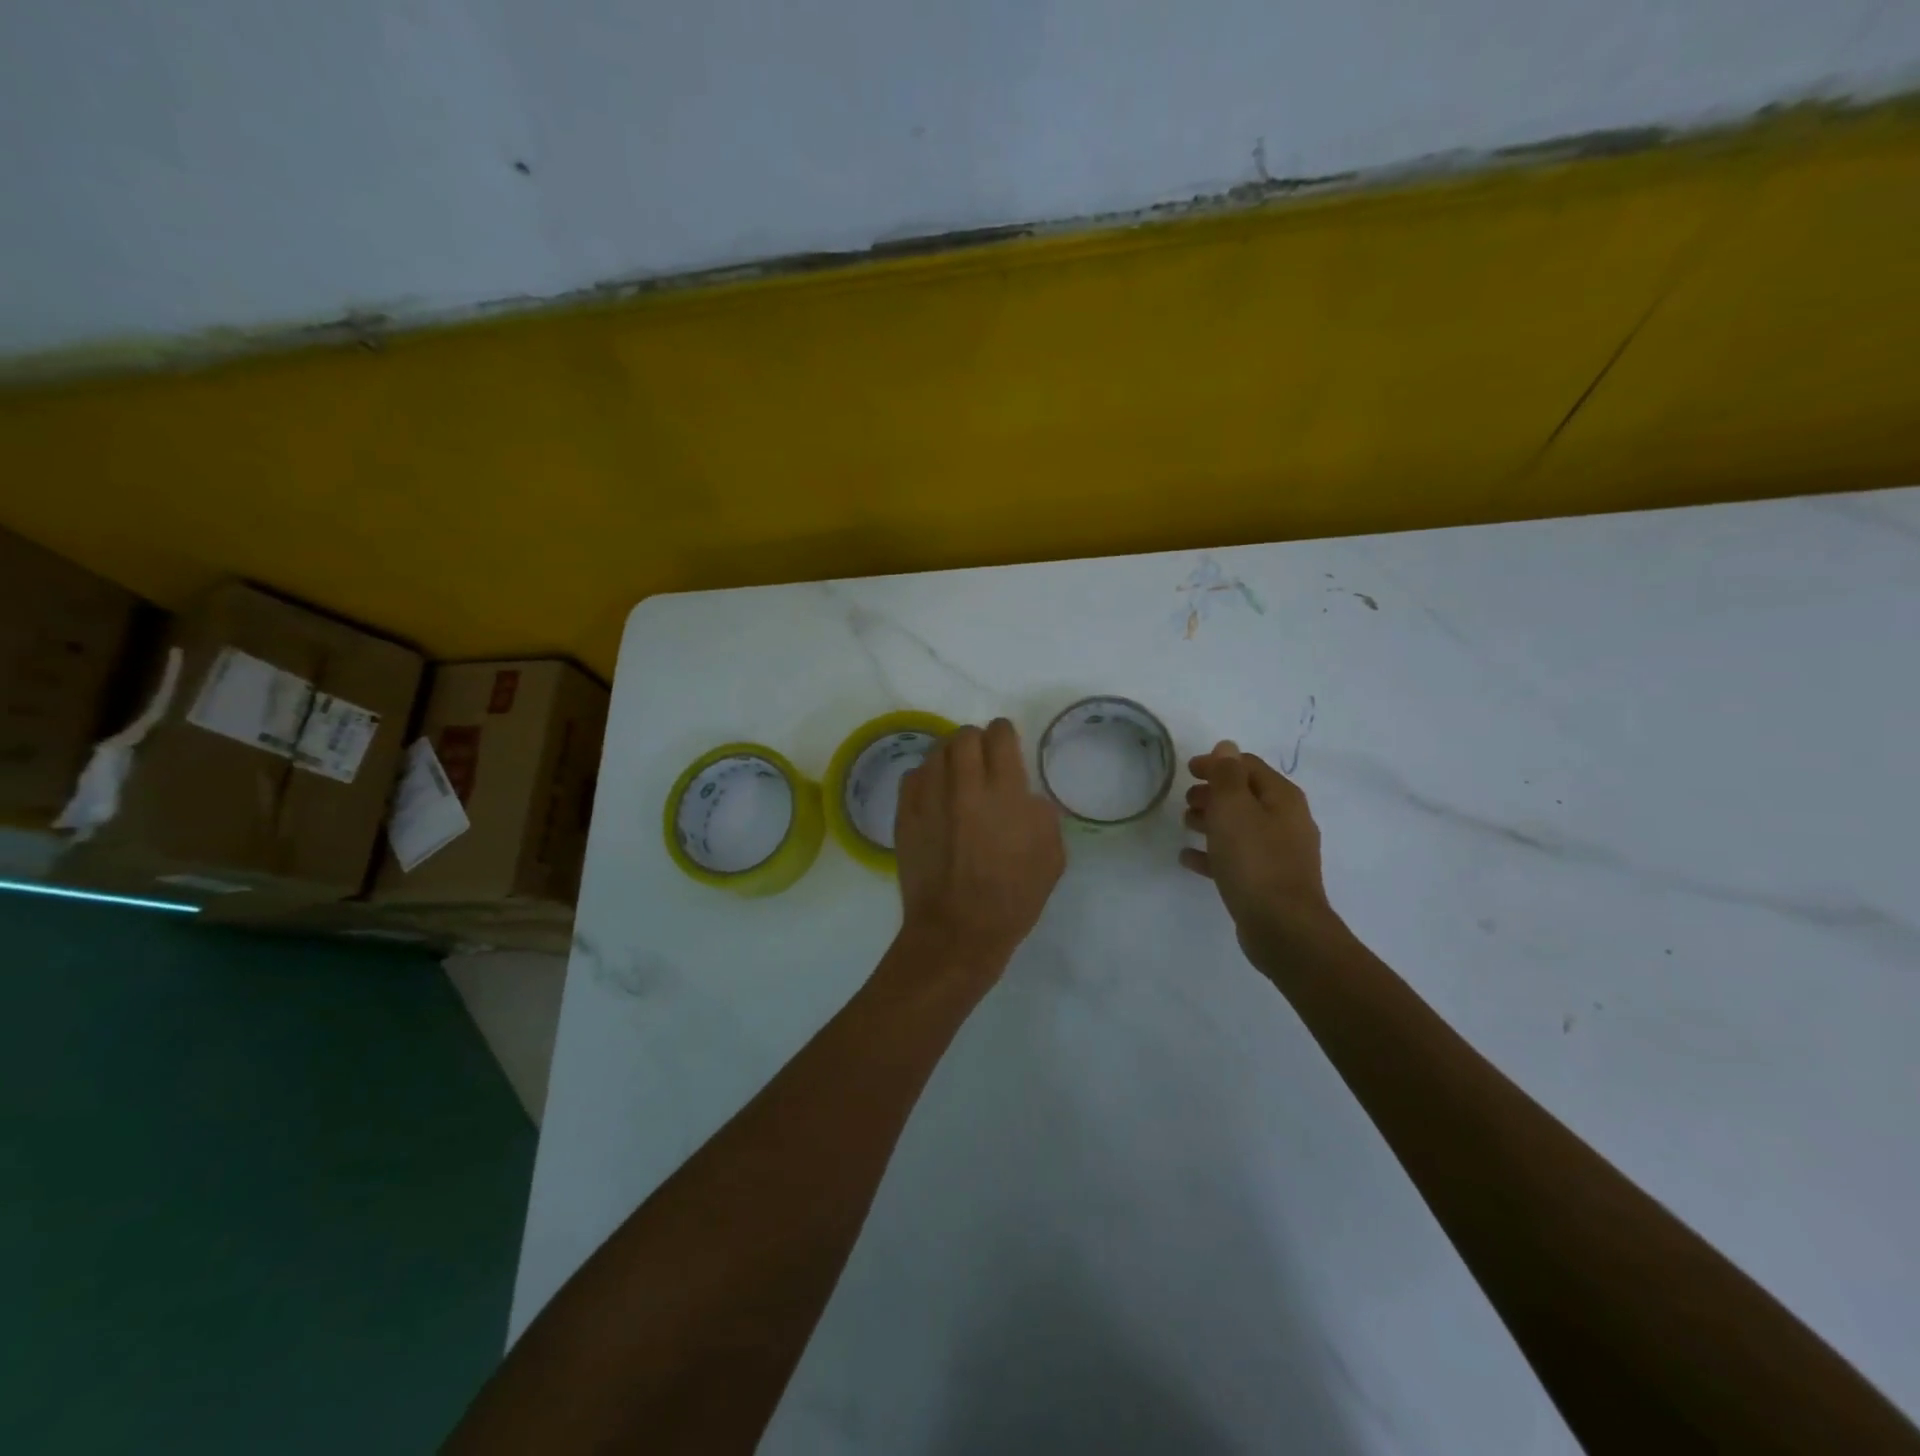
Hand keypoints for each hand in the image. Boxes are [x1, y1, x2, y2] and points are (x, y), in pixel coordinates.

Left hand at [893, 718, 1064, 975]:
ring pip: (936, 752)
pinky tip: (934, 794)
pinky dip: (926, 777)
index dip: (1004, 733)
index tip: (1006, 743)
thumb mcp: (1051, 856)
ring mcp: (930, 799)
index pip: (1000, 736)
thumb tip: (1024, 796)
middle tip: (982, 758)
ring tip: (956, 774)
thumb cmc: (1013, 898)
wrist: (958, 931)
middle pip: (964, 736)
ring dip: (950, 756)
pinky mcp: (905, 816)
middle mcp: (964, 786)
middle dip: (976, 740)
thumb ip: (1041, 814)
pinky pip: (912, 776)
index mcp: (1005, 793)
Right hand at [1180, 740, 1338, 961]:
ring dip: (1211, 821)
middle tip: (1186, 800)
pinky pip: (1236, 858)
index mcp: (1282, 798)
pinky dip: (1213, 853)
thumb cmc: (1255, 860)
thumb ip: (1227, 774)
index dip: (1217, 763)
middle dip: (1213, 793)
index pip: (1248, 766)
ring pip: (1240, 827)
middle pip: (1245, 796)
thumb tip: (1227, 747)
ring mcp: (1279, 853)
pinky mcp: (1267, 881)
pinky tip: (1188, 858)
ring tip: (1185, 825)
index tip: (1187, 770)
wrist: (1282, 927)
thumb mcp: (1234, 808)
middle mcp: (1286, 821)